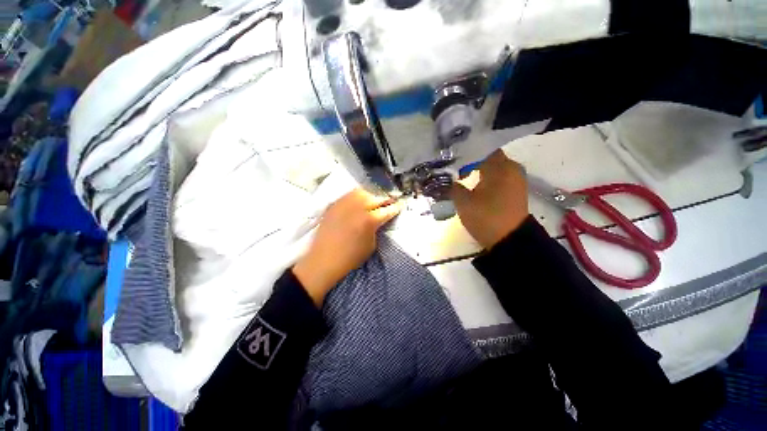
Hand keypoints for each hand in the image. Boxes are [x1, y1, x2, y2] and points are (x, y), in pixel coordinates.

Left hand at [293, 188, 402, 306]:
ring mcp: (344, 204)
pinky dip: (357, 196)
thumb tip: (379, 220)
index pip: (388, 209)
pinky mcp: (334, 204)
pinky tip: (359, 201)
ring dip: (372, 195)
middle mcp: (358, 207)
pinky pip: (349, 195)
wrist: (324, 259)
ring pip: (363, 192)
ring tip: (375, 200)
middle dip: (386, 199)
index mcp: (370, 220)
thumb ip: (377, 228)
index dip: (396, 207)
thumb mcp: (371, 244)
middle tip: (390, 201)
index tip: (401, 204)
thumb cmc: (350, 257)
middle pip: (377, 197)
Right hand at [450, 149, 528, 248]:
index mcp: (500, 167)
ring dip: (481, 173)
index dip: (467, 155)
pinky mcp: (516, 192)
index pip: (482, 151)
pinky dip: (489, 181)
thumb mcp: (464, 203)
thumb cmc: (486, 217)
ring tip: (465, 178)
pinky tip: (477, 188)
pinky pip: (500, 180)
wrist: (510, 240)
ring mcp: (516, 181)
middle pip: (489, 160)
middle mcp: (512, 170)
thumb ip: (455, 188)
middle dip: (473, 163)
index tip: (454, 161)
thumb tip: (453, 181)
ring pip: (495, 170)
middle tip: (457, 169)